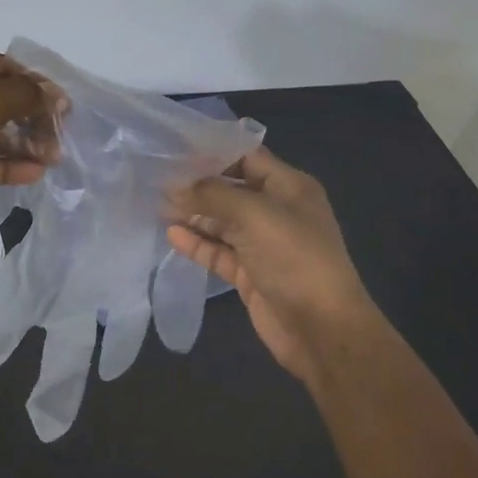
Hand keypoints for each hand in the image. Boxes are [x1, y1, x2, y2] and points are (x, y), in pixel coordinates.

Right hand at [166, 145, 377, 390]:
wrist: (321, 327)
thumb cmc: (295, 257)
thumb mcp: (254, 214)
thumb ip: (212, 195)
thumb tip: (175, 188)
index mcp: (289, 187)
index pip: (247, 158)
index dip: (214, 153)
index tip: (175, 150)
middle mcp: (276, 211)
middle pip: (230, 190)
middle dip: (197, 185)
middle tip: (158, 179)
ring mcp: (262, 244)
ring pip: (221, 222)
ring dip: (193, 214)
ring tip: (157, 206)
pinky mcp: (248, 273)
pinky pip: (218, 251)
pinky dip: (196, 243)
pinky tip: (171, 234)